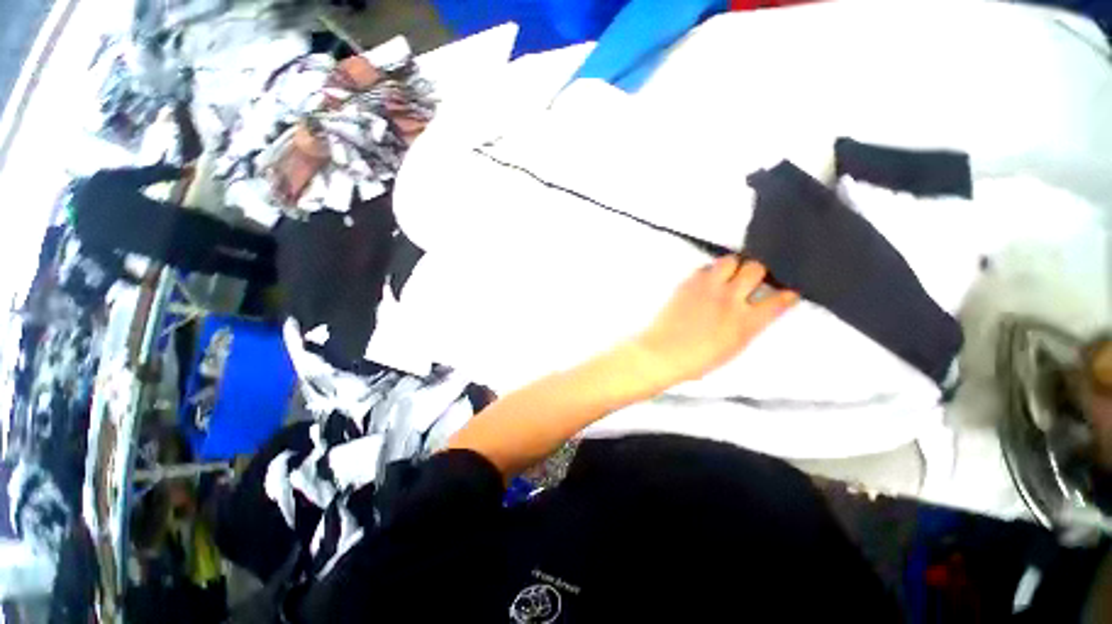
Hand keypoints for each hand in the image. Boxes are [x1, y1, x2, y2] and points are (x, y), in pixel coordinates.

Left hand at [631, 257, 798, 385]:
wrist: (661, 353)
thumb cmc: (694, 361)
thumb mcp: (731, 349)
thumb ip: (747, 327)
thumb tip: (753, 315)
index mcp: (746, 323)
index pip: (778, 301)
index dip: (786, 295)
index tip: (787, 292)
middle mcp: (730, 301)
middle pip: (756, 269)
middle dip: (756, 272)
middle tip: (748, 280)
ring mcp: (708, 289)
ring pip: (730, 260)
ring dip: (732, 266)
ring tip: (726, 276)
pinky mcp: (688, 284)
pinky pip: (704, 267)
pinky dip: (709, 271)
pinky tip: (706, 282)